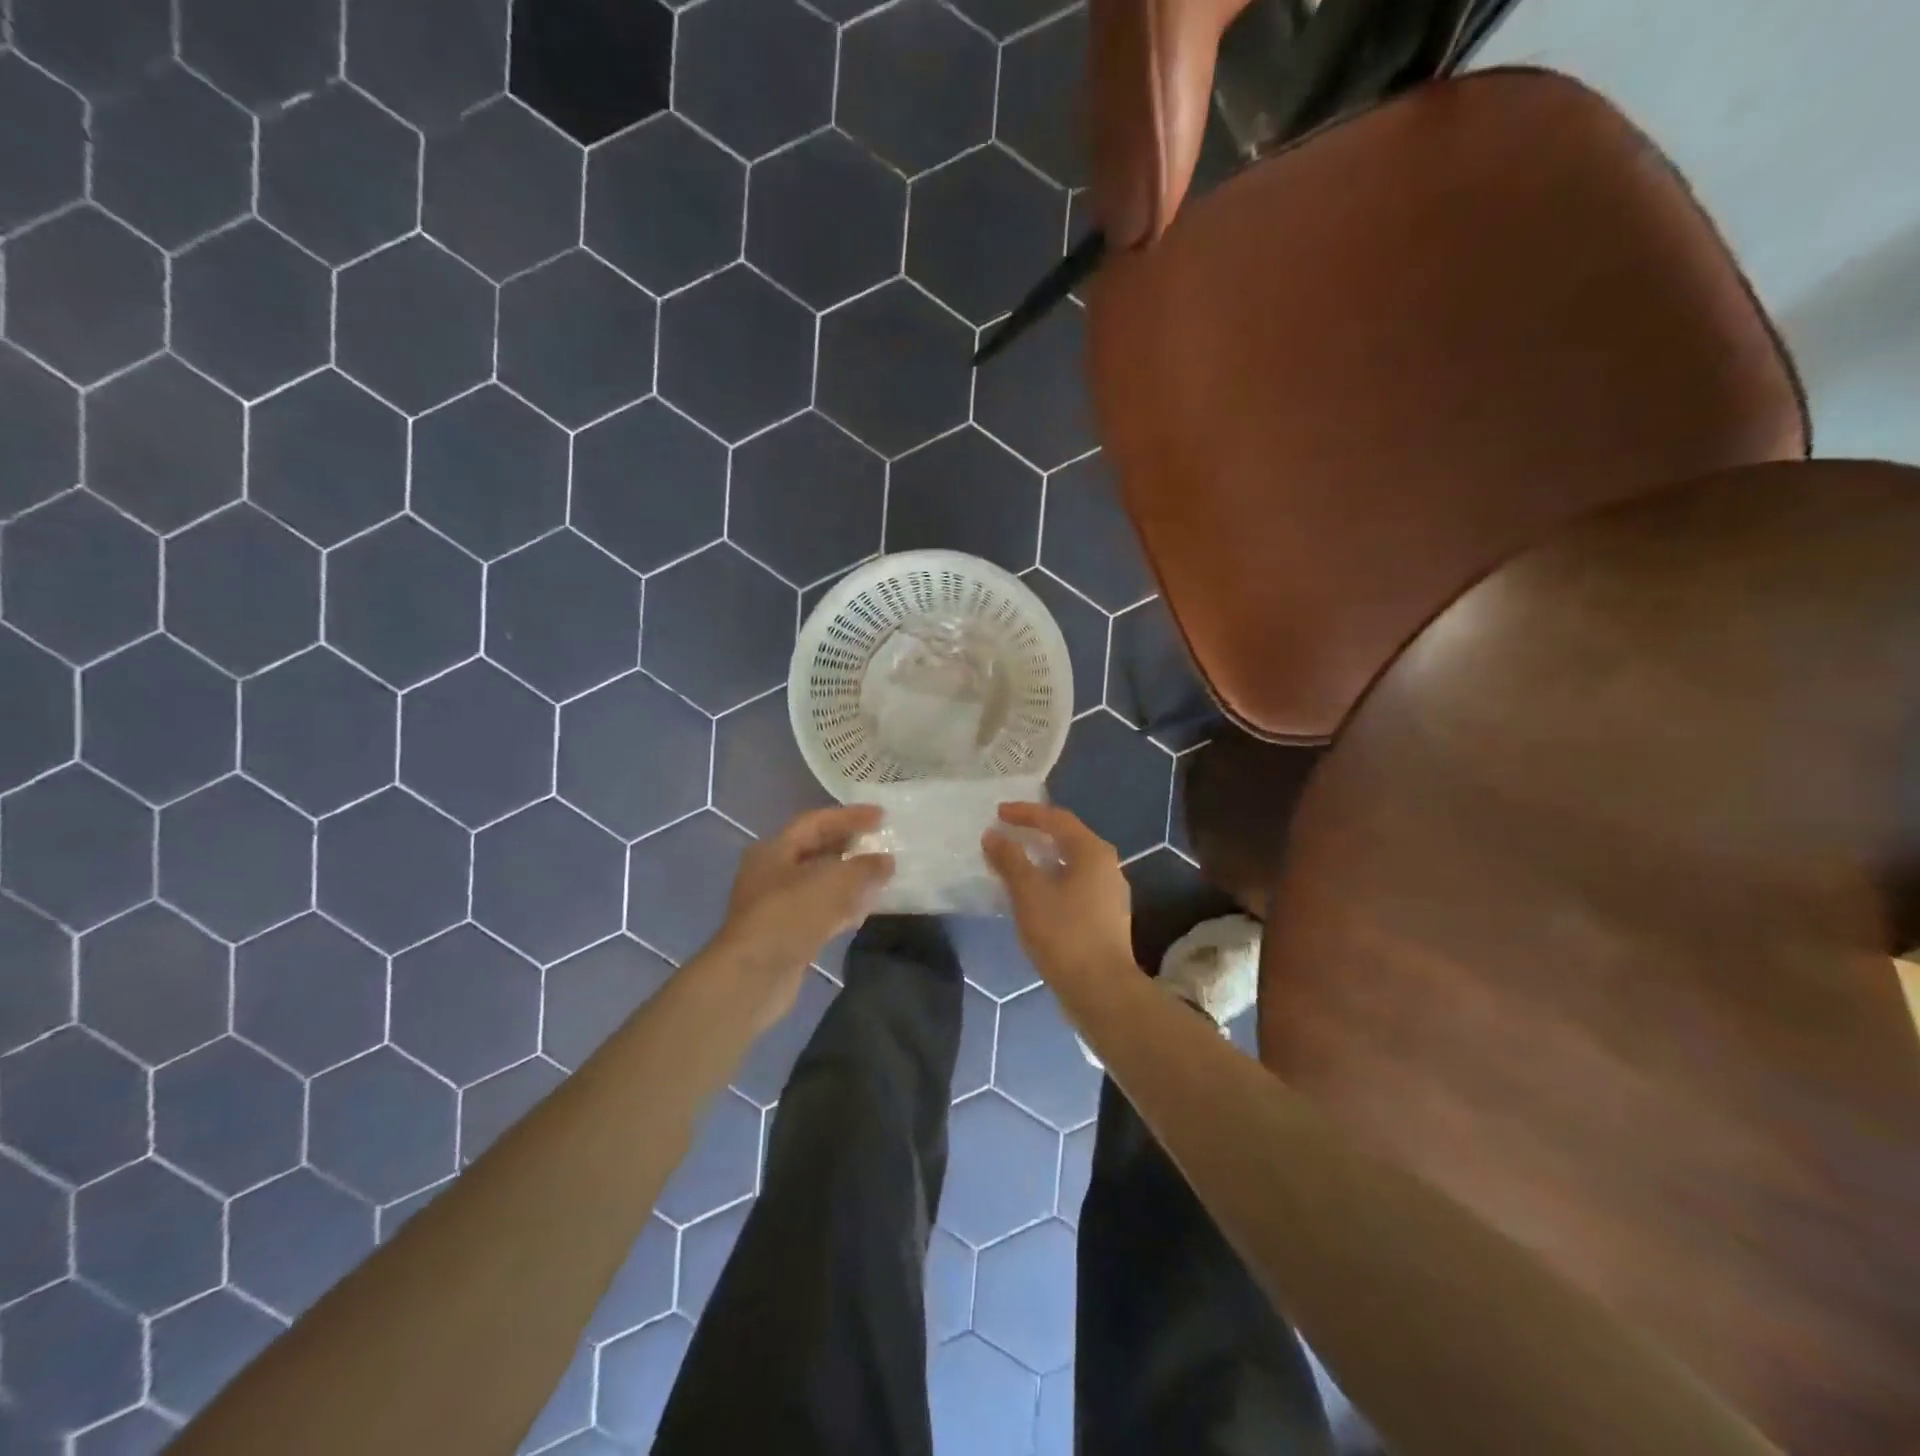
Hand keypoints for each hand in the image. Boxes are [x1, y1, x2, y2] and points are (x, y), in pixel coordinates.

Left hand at [714, 806, 893, 1026]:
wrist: (753, 977)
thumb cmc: (789, 916)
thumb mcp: (832, 882)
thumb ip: (864, 868)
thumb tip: (886, 861)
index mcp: (775, 850)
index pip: (816, 822)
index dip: (850, 816)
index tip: (882, 816)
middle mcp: (772, 873)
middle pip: (817, 851)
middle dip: (850, 846)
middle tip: (881, 843)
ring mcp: (778, 905)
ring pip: (820, 883)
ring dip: (850, 879)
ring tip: (880, 876)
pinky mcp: (787, 934)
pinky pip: (820, 911)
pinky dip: (843, 907)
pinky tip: (864, 911)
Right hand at [983, 803, 1135, 991]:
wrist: (1102, 990)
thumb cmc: (1064, 934)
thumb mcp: (1029, 893)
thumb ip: (1010, 860)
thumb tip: (994, 836)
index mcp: (1092, 852)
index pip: (1056, 819)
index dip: (1026, 813)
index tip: (998, 813)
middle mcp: (1107, 865)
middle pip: (1067, 838)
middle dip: (1035, 833)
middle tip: (1006, 833)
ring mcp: (1110, 893)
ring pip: (1071, 863)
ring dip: (1042, 858)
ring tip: (1014, 862)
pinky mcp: (1106, 916)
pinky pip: (1074, 884)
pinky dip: (1051, 879)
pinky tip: (1033, 894)